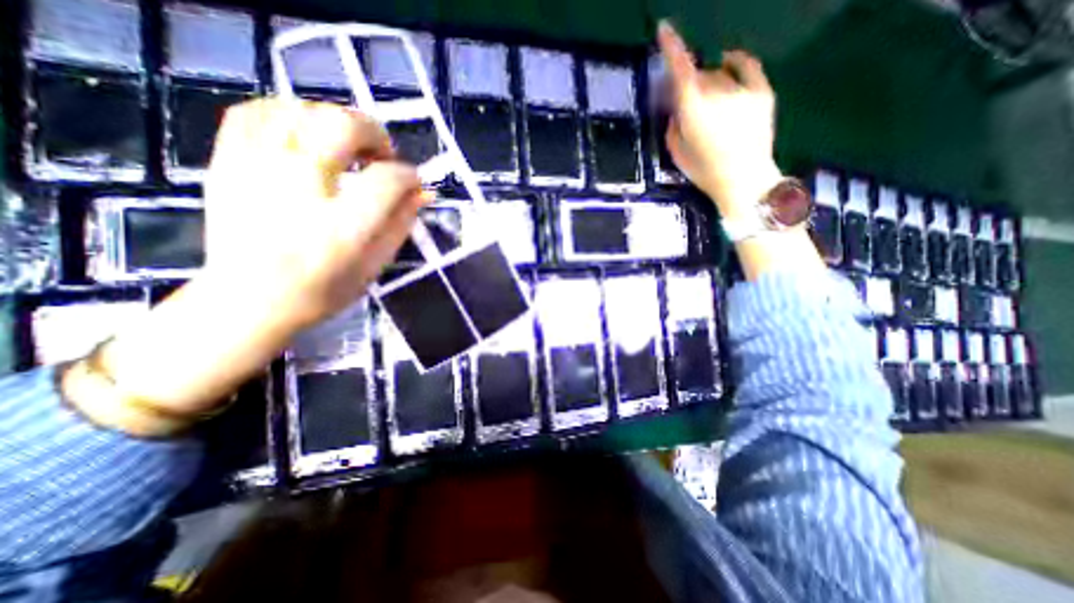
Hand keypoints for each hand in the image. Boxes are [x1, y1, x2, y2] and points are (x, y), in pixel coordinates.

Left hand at [204, 101, 427, 331]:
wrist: (249, 301)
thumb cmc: (324, 289)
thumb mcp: (376, 264)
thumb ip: (401, 223)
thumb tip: (423, 192)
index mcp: (343, 227)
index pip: (387, 180)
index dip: (409, 176)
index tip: (413, 183)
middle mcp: (300, 191)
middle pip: (342, 127)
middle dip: (374, 133)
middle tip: (382, 155)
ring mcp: (257, 171)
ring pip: (301, 110)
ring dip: (336, 121)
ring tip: (348, 146)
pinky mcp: (228, 164)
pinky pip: (256, 112)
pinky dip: (289, 113)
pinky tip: (307, 134)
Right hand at [655, 25, 782, 221]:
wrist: (744, 181)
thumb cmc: (705, 172)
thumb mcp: (677, 153)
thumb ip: (673, 127)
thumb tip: (676, 110)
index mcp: (692, 110)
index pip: (680, 71)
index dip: (671, 48)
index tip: (664, 29)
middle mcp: (716, 93)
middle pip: (698, 75)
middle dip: (690, 85)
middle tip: (688, 106)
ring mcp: (741, 90)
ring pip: (718, 74)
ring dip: (709, 83)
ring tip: (710, 104)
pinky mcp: (761, 92)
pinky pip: (747, 66)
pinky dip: (736, 62)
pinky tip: (729, 61)